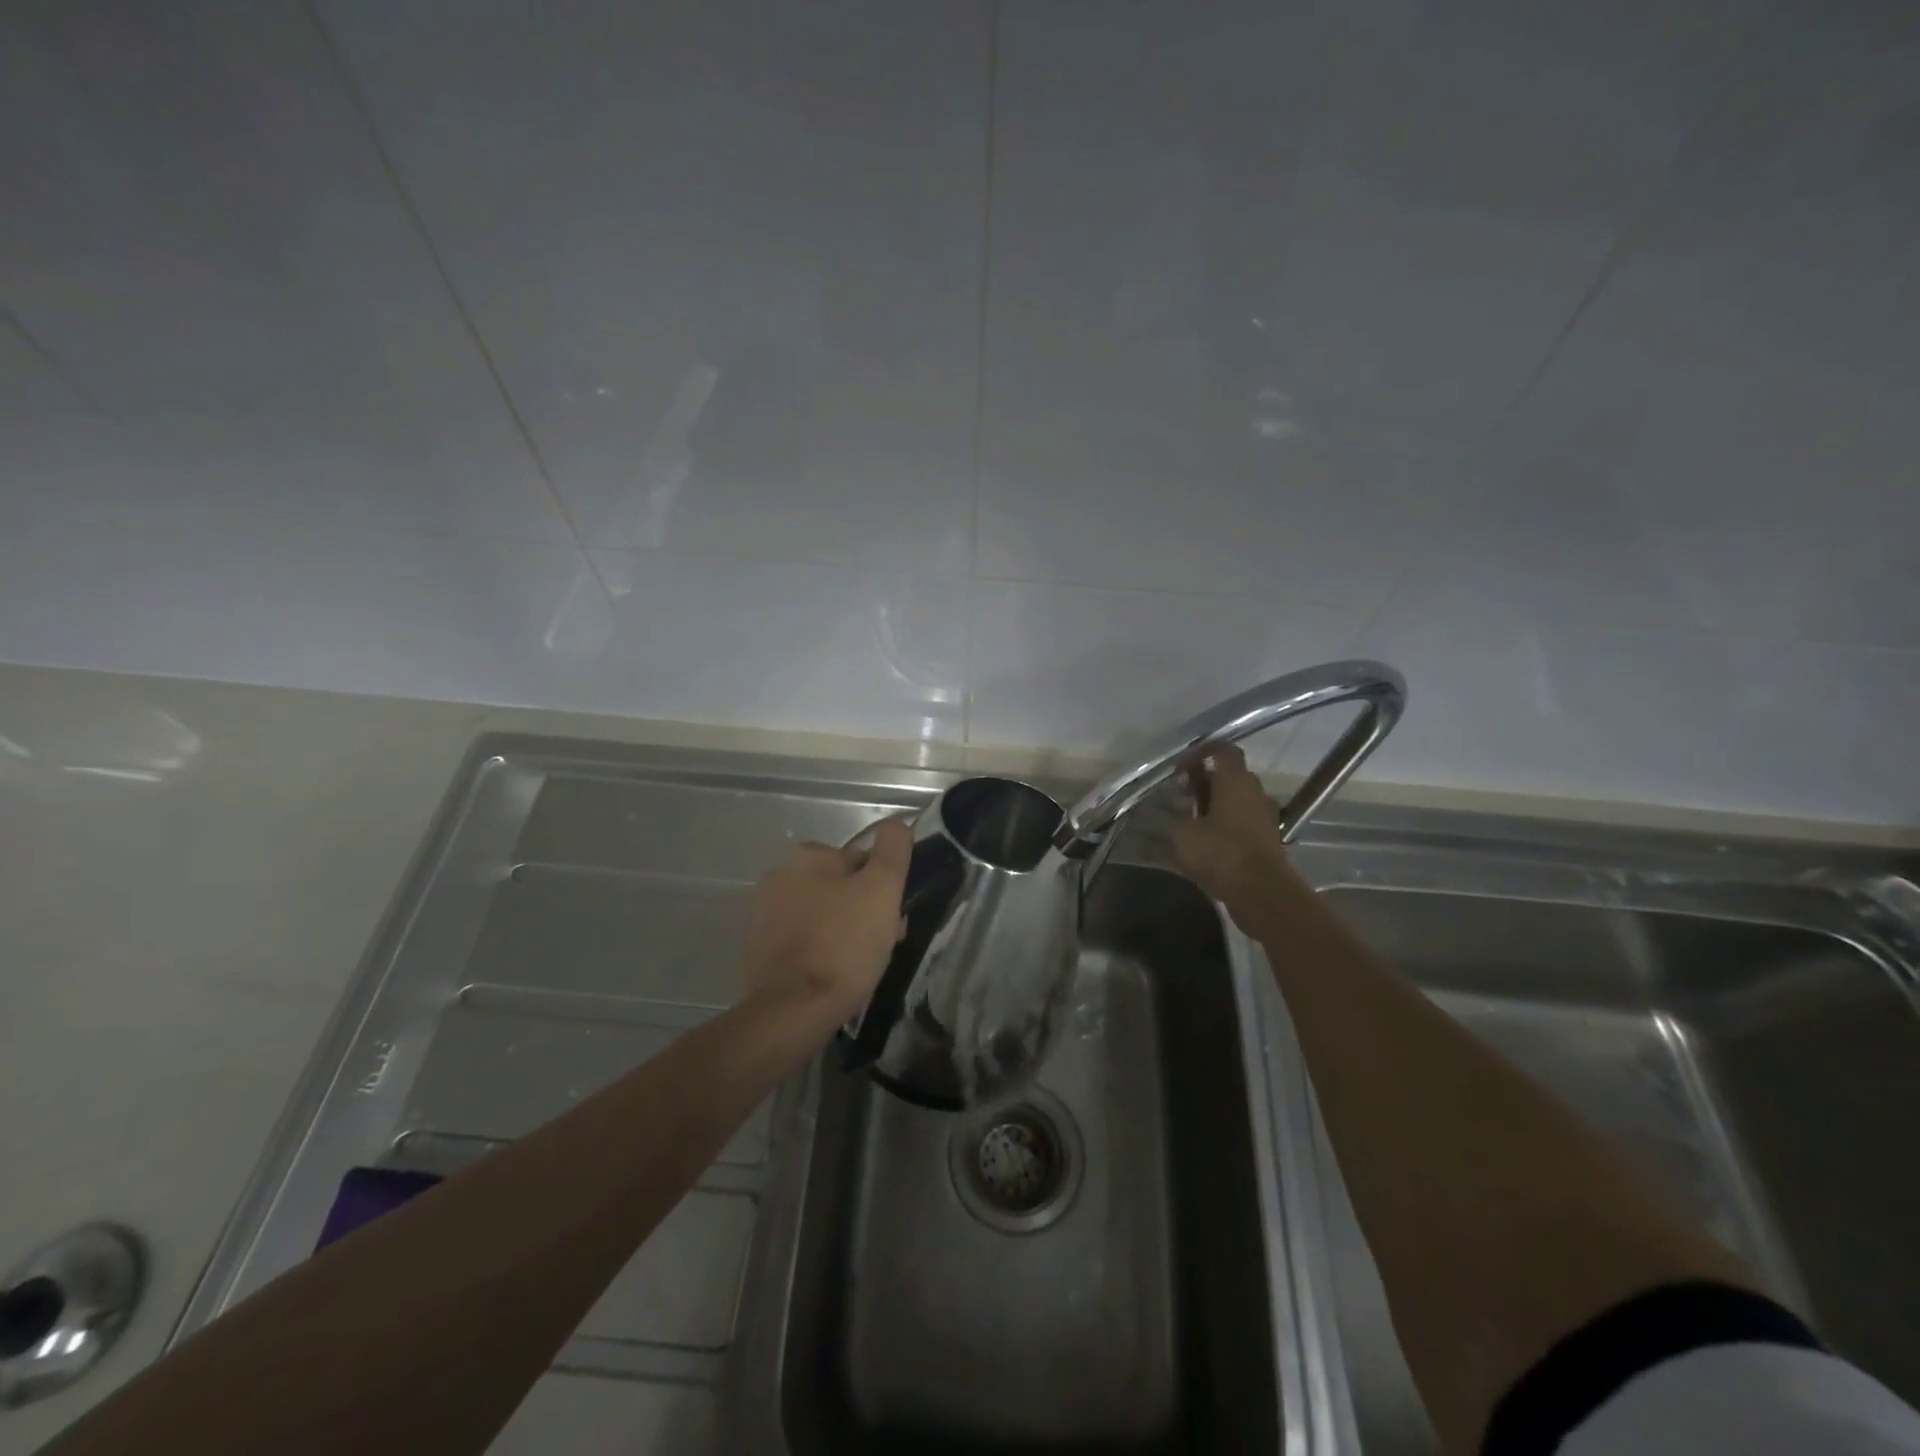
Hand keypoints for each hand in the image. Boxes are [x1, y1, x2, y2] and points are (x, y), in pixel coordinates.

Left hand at [741, 817, 912, 1020]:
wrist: (792, 1011)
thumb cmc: (843, 944)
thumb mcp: (882, 889)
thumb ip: (892, 850)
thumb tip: (897, 824)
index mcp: (807, 856)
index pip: (861, 862)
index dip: (884, 889)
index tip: (893, 919)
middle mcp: (779, 876)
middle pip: (840, 889)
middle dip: (863, 911)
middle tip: (881, 945)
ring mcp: (764, 916)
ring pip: (822, 916)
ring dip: (843, 932)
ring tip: (860, 967)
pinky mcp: (758, 950)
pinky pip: (803, 942)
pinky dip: (820, 953)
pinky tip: (833, 977)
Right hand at [1170, 745, 1309, 934]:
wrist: (1262, 892)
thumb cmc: (1220, 853)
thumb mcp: (1182, 834)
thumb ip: (1173, 816)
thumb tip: (1167, 808)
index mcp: (1235, 780)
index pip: (1222, 750)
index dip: (1200, 753)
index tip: (1180, 768)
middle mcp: (1254, 791)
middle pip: (1230, 775)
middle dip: (1205, 782)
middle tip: (1181, 796)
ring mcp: (1266, 816)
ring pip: (1237, 800)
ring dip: (1216, 805)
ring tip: (1191, 821)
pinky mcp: (1269, 839)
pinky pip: (1244, 822)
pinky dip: (1227, 825)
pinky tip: (1208, 842)